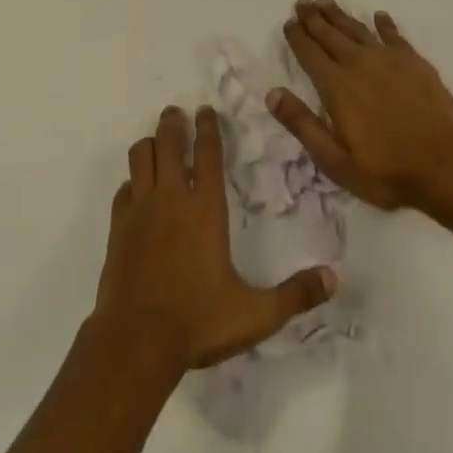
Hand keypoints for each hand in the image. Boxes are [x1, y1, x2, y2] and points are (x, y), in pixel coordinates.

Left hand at [93, 105, 336, 371]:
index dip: (208, 128)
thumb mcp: (256, 314)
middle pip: (170, 142)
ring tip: (157, 141)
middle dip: (174, 123)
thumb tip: (334, 277)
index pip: (208, 153)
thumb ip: (295, 295)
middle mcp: (171, 198)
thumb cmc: (198, 322)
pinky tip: (136, 189)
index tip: (206, 110)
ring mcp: (140, 209)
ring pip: (141, 156)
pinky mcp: (118, 227)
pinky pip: (124, 189)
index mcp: (205, 208)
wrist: (136, 342)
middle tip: (177, 113)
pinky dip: (131, 181)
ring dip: (150, 144)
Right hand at [271, 0, 452, 212]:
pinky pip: (393, 35)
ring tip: (326, 2)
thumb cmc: (387, 169)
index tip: (289, 22)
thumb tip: (272, 93)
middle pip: (330, 34)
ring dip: (340, 15)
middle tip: (302, 2)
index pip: (309, 53)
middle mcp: (358, 63)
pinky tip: (379, 17)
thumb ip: (302, 125)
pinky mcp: (414, 61)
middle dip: (313, 18)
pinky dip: (384, 24)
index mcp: (336, 85)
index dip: (297, 36)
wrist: (447, 163)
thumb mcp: (335, 160)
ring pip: (357, 29)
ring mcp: (388, 58)